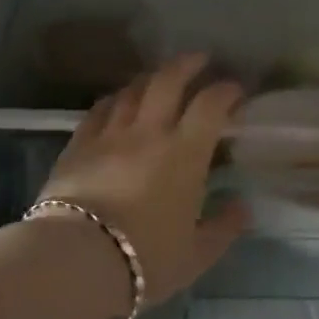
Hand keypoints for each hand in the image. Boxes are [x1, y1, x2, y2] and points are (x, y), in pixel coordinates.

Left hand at [37, 55, 249, 306]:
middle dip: (187, 64)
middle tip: (199, 59)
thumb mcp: (195, 255)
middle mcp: (148, 131)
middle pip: (167, 80)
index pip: (210, 105)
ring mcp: (110, 133)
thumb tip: (242, 207)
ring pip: (131, 90)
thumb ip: (223, 228)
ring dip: (150, 78)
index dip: (226, 91)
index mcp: (184, 153)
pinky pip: (100, 109)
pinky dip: (114, 99)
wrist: (76, 258)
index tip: (235, 90)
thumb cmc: (145, 258)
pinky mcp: (79, 143)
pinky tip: (117, 101)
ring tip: (159, 79)